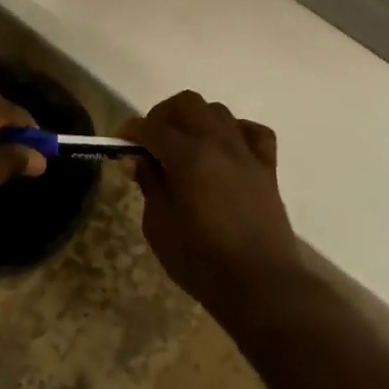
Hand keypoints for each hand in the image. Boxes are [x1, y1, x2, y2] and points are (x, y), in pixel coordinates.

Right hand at [120, 91, 303, 315]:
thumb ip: (149, 184)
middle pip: (188, 104)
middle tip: (151, 140)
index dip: (131, 129)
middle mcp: (218, 143)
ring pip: (219, 112)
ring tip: (186, 145)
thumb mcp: (159, 225)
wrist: (260, 284)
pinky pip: (253, 132)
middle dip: (163, 115)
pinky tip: (225, 149)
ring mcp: (246, 153)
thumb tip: (135, 159)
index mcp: (187, 156)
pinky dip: (236, 132)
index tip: (120, 140)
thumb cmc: (200, 260)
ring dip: (197, 120)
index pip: (151, 127)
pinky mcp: (268, 168)